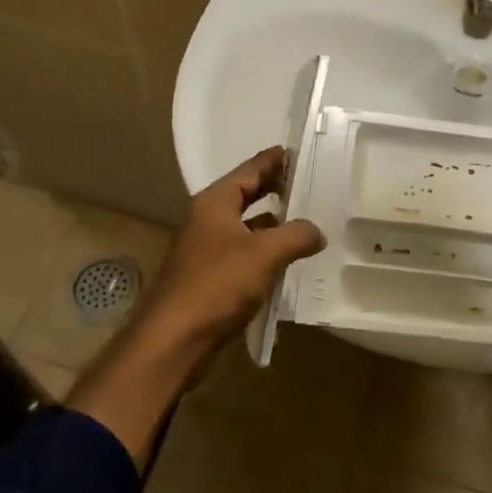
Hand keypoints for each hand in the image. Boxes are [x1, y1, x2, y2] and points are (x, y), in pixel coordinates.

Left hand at [137, 147, 326, 349]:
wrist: (174, 340)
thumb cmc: (217, 285)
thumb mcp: (265, 253)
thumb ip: (296, 235)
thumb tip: (317, 231)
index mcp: (214, 203)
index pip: (248, 170)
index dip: (273, 161)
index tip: (299, 152)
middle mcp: (207, 221)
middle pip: (246, 196)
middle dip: (275, 190)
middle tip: (309, 185)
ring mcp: (206, 251)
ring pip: (246, 228)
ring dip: (273, 225)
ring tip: (307, 223)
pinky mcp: (210, 278)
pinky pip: (244, 255)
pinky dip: (265, 253)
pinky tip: (288, 262)